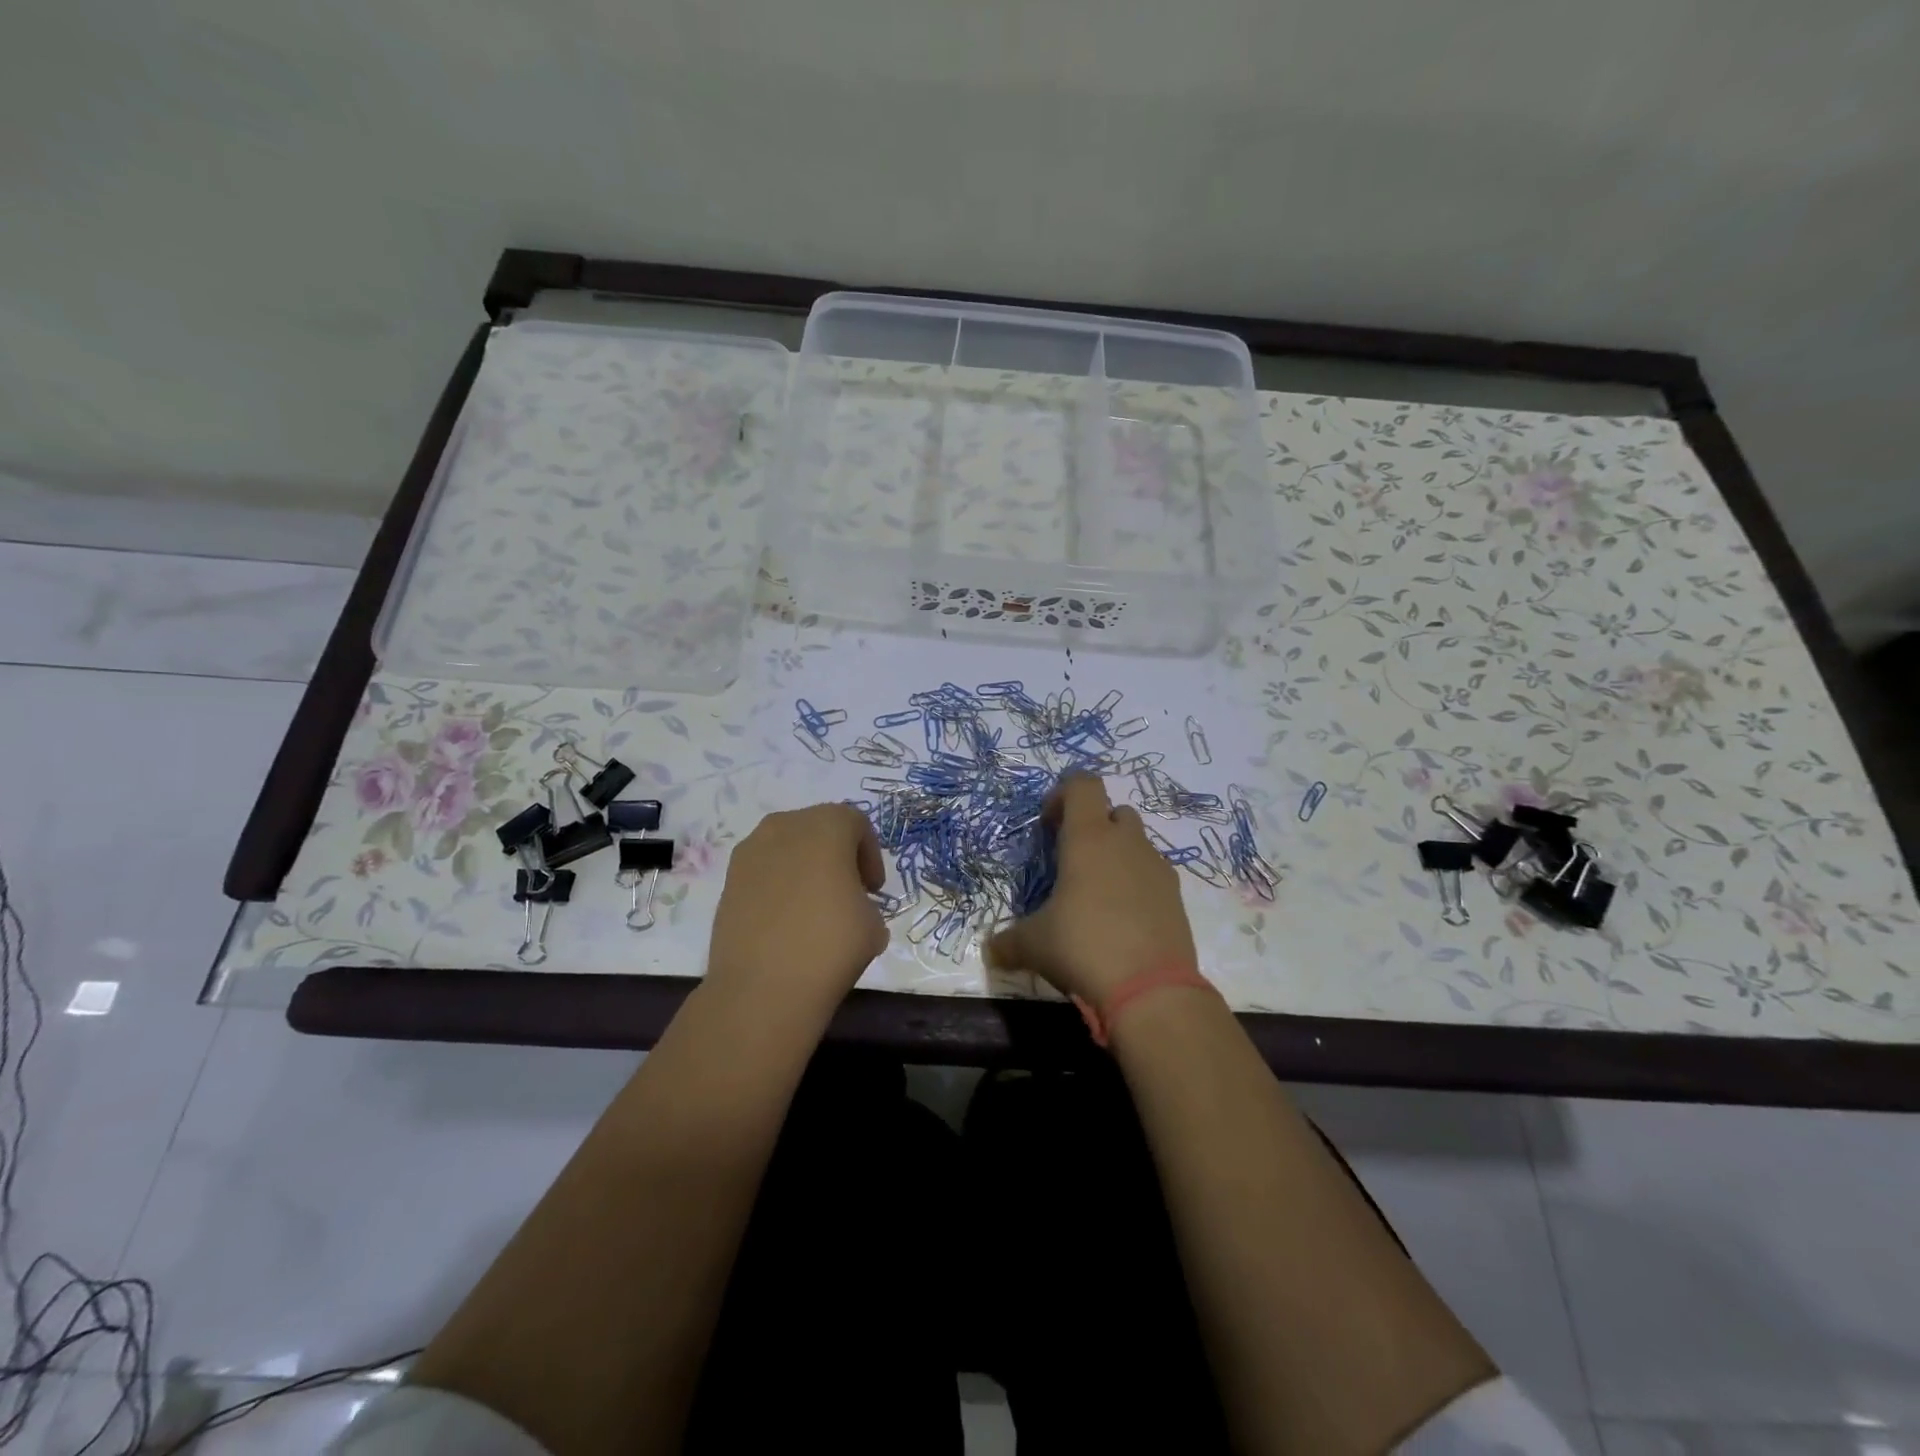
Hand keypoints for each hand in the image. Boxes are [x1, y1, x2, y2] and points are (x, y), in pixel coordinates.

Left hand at [704, 804, 888, 1013]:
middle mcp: (785, 826)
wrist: (762, 988)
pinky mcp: (727, 880)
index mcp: (827, 826)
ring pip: (787, 847)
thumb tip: (850, 909)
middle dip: (837, 854)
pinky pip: (763, 871)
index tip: (873, 889)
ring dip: (804, 867)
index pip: (856, 824)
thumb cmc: (829, 945)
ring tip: (813, 906)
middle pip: (819, 828)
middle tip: (848, 891)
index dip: (870, 854)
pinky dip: (778, 885)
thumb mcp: (873, 924)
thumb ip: (865, 902)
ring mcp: (750, 852)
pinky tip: (785, 920)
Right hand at [985, 773, 1198, 1007]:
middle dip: (1093, 826)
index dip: (1063, 794)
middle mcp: (1126, 843)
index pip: (1083, 784)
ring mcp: (1156, 868)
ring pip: (1136, 842)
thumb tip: (990, 950)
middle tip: (1071, 860)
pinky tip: (1121, 919)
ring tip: (1096, 895)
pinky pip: (1153, 874)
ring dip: (1116, 855)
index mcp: (1089, 838)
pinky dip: (1137, 884)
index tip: (1047, 824)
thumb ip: (1008, 942)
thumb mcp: (1034, 945)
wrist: (1151, 990)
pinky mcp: (1176, 897)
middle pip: (1113, 811)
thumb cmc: (1083, 948)